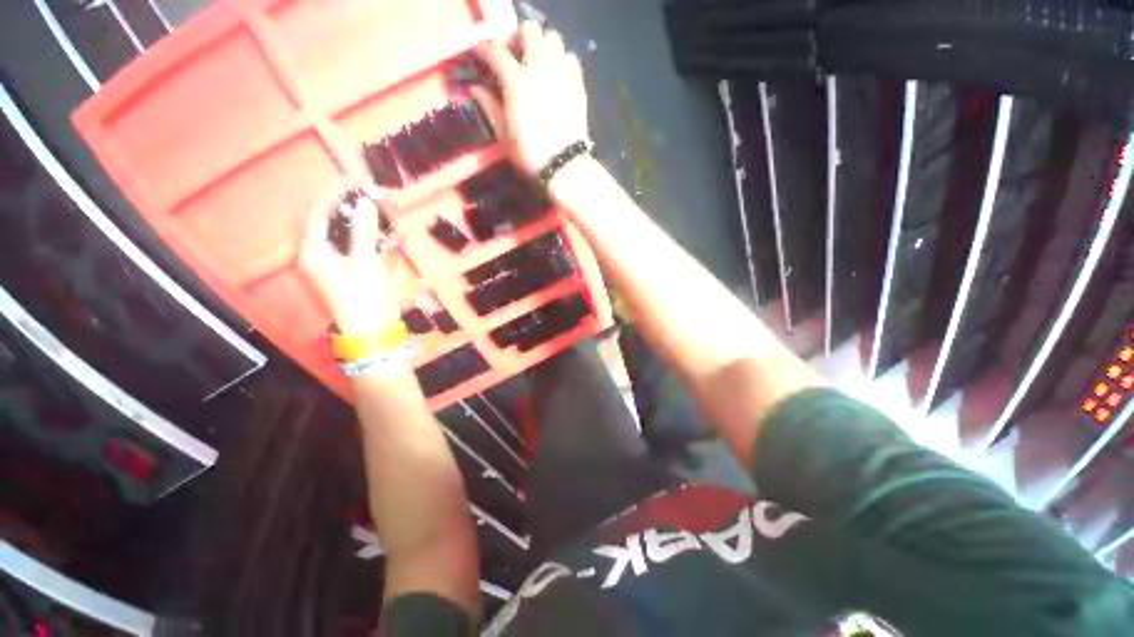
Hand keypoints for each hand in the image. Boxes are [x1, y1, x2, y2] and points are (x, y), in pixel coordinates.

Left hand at [299, 192, 402, 335]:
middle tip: (373, 197)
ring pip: (345, 234)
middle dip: (352, 208)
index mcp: (313, 251)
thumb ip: (363, 232)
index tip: (353, 181)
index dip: (334, 195)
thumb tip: (365, 203)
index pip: (317, 213)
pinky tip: (387, 236)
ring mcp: (333, 264)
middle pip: (331, 222)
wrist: (371, 332)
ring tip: (384, 213)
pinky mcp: (348, 271)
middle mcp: (318, 254)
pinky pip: (355, 247)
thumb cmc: (364, 297)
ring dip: (364, 223)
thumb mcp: (365, 263)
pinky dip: (369, 239)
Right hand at [470, 21, 589, 175]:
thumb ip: (489, 106)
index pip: (495, 50)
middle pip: (529, 30)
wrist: (564, 165)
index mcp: (517, 81)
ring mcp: (562, 72)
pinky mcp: (578, 82)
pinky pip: (570, 56)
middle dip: (517, 39)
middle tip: (514, 58)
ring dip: (542, 46)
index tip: (480, 55)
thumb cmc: (530, 153)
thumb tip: (474, 87)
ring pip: (552, 38)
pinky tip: (556, 76)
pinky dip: (561, 59)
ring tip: (537, 65)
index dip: (484, 49)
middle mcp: (540, 67)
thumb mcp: (503, 134)